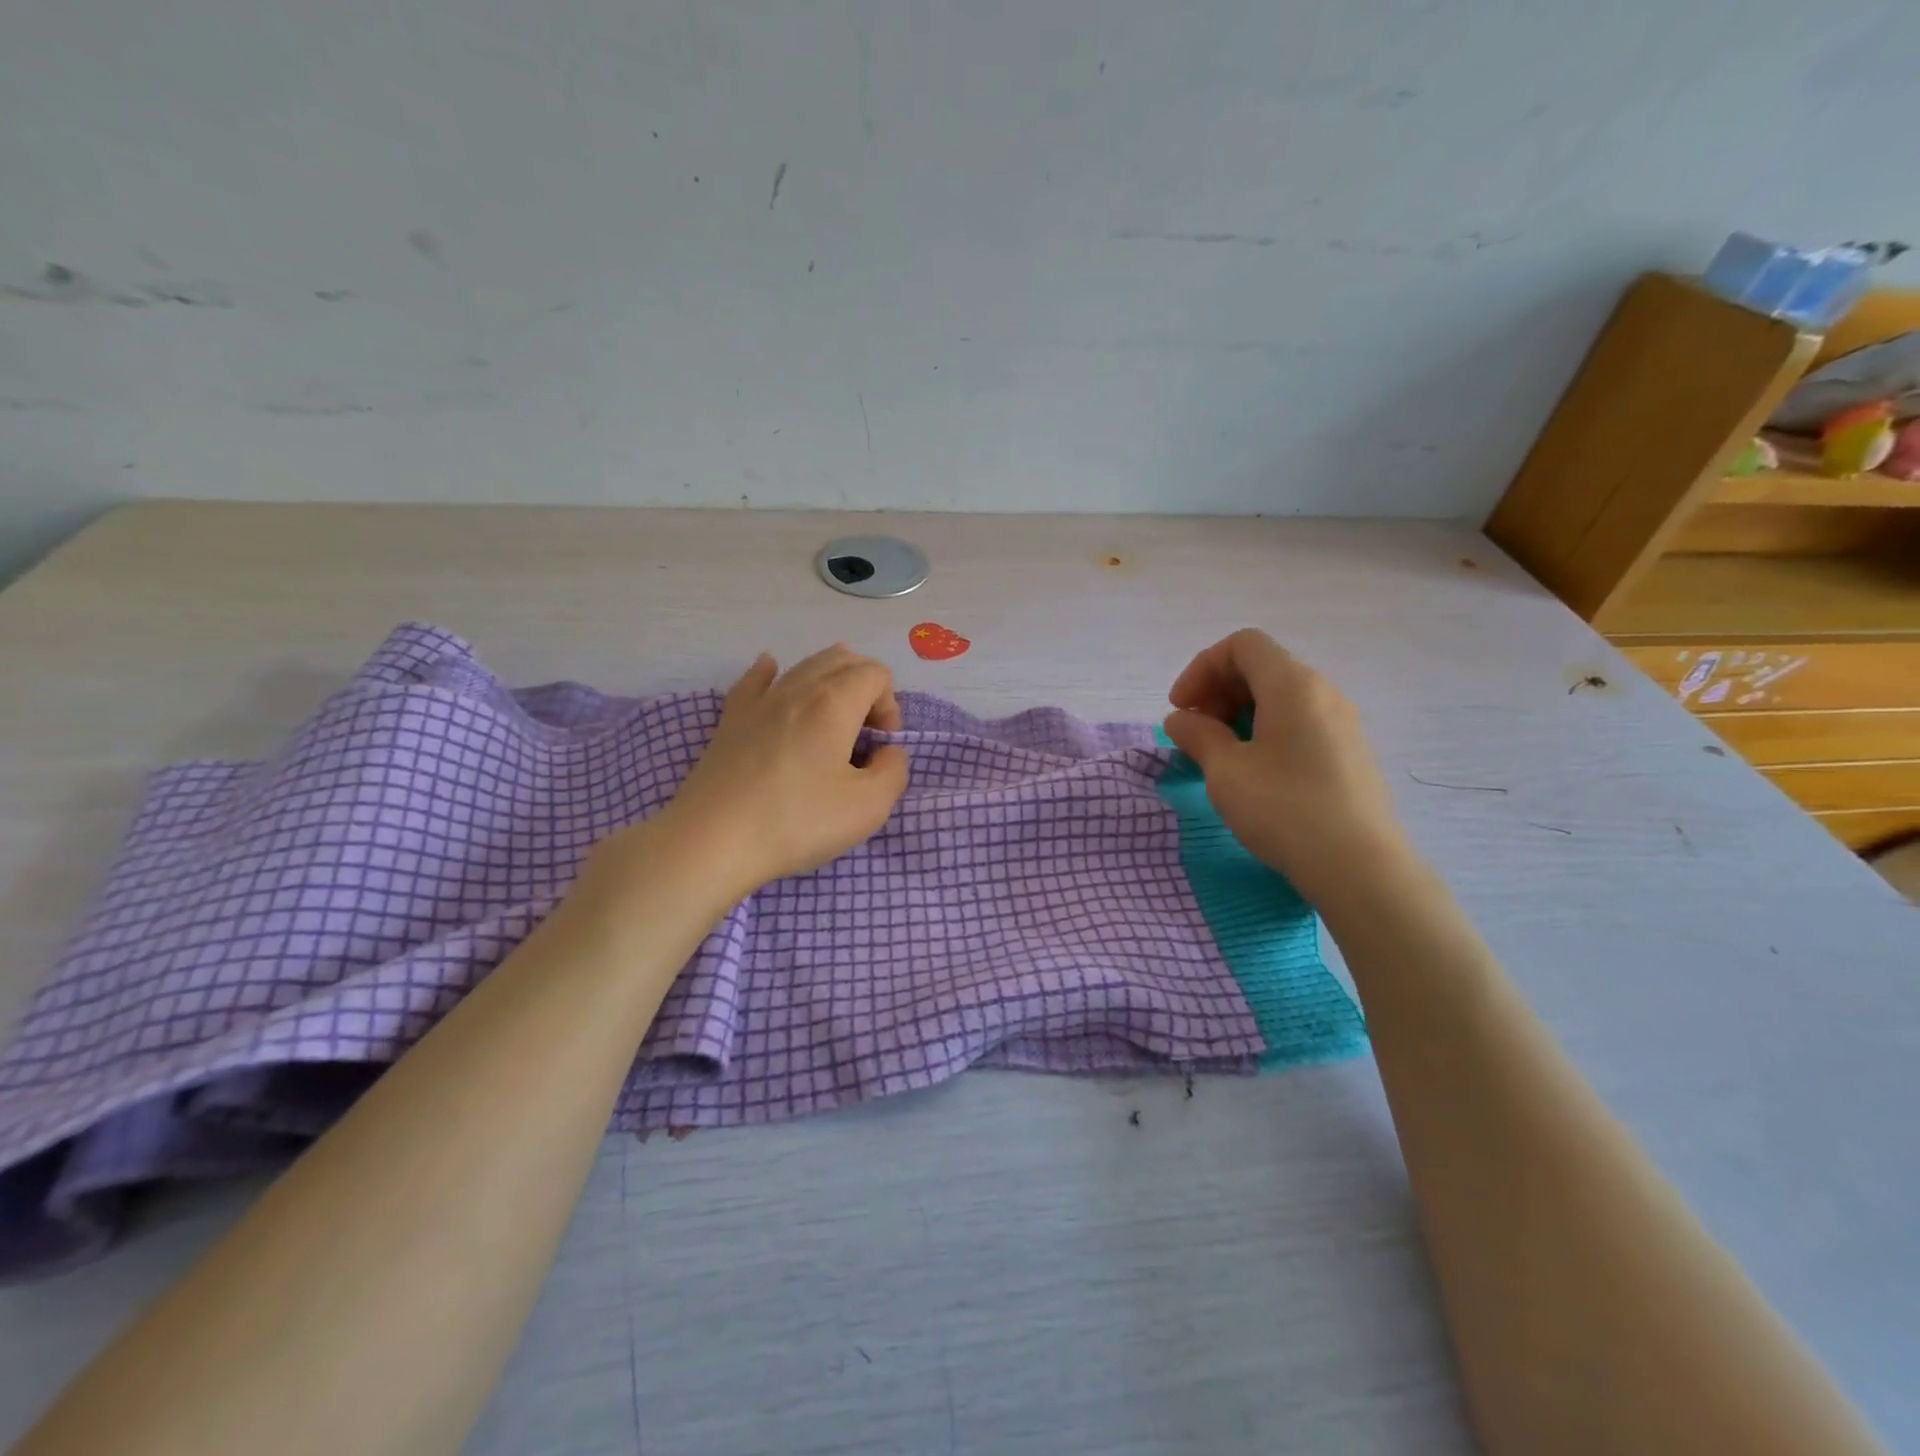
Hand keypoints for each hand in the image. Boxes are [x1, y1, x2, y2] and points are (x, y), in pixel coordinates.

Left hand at [611, 645, 909, 902]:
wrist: (713, 840)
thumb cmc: (797, 822)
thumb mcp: (868, 807)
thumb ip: (894, 770)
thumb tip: (887, 752)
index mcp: (834, 702)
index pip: (876, 674)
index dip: (891, 705)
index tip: (880, 747)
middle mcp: (797, 688)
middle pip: (842, 659)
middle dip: (865, 688)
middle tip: (863, 736)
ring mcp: (758, 701)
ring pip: (803, 665)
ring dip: (829, 682)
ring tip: (834, 719)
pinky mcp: (730, 720)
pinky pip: (755, 679)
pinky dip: (772, 672)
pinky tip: (772, 672)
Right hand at [1163, 629, 1410, 908]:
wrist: (1360, 867)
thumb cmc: (1284, 809)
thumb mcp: (1225, 771)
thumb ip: (1197, 735)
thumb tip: (1181, 719)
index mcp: (1293, 685)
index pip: (1242, 645)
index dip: (1202, 668)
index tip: (1181, 709)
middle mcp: (1323, 692)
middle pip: (1261, 667)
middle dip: (1218, 690)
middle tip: (1195, 732)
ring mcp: (1342, 722)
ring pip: (1280, 696)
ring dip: (1239, 713)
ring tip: (1219, 754)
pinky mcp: (1349, 752)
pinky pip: (1299, 721)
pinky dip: (1265, 730)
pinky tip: (1253, 771)